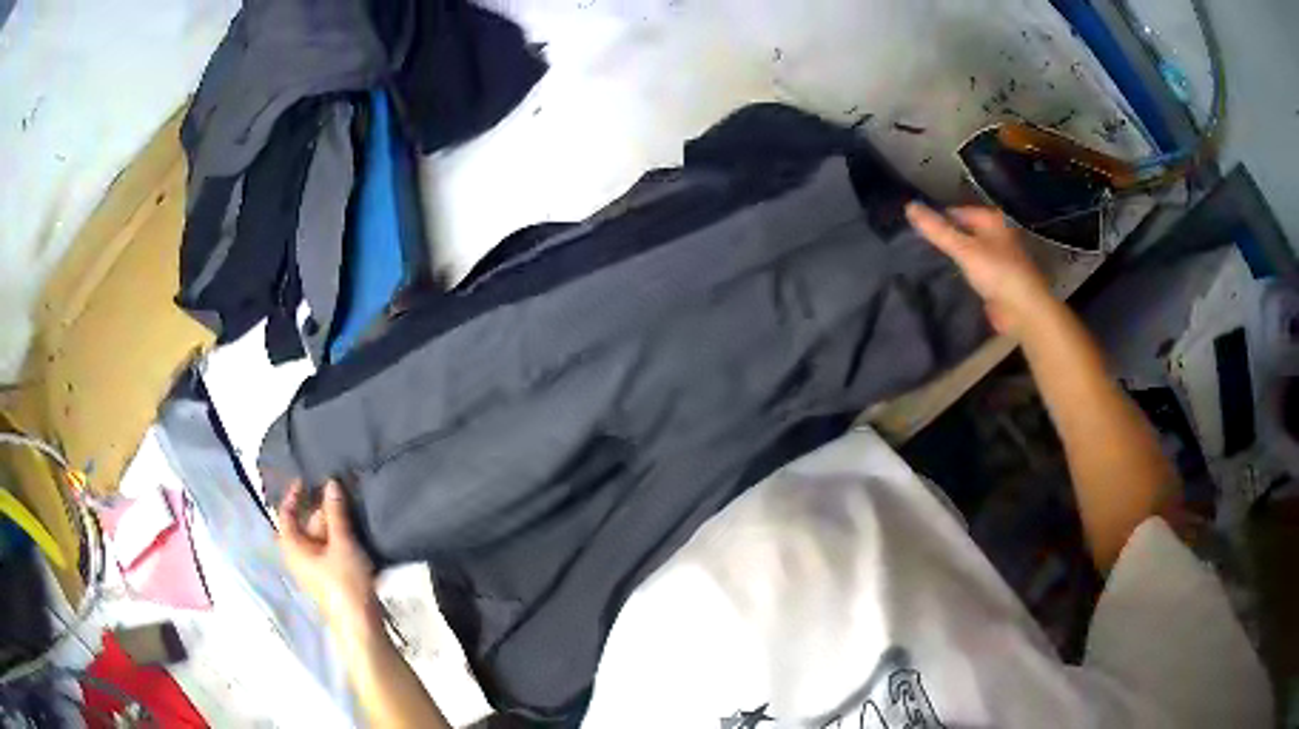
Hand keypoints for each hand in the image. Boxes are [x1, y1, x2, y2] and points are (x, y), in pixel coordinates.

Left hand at [277, 481, 380, 638]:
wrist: (360, 626)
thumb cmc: (344, 583)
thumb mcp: (342, 544)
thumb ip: (336, 513)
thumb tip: (331, 483)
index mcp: (293, 547)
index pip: (285, 514)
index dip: (293, 495)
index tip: (307, 479)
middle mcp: (299, 557)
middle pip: (305, 525)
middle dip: (320, 509)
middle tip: (339, 491)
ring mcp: (315, 569)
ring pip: (320, 539)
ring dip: (333, 524)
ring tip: (351, 508)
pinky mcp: (330, 579)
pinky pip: (329, 551)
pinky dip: (338, 539)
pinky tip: (355, 533)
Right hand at [905, 202, 1053, 336]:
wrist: (1023, 311)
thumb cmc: (997, 272)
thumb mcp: (963, 248)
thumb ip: (937, 230)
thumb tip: (908, 206)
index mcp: (993, 219)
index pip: (957, 213)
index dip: (937, 220)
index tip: (915, 232)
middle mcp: (997, 234)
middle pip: (963, 231)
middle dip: (945, 239)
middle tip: (918, 248)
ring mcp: (998, 258)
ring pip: (968, 251)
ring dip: (953, 257)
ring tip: (927, 263)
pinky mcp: (997, 280)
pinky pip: (973, 270)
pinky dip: (961, 273)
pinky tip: (945, 279)